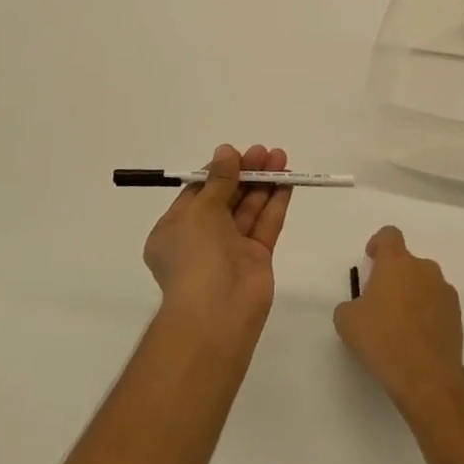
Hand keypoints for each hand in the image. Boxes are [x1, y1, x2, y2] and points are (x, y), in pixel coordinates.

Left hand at [142, 144, 290, 343]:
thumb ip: (218, 180)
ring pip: (248, 209)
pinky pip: (266, 224)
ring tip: (281, 157)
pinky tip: (287, 181)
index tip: (236, 154)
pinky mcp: (256, 258)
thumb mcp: (200, 210)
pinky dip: (275, 202)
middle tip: (264, 152)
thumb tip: (225, 152)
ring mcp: (230, 249)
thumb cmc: (195, 256)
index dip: (217, 172)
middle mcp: (201, 238)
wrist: (216, 312)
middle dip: (244, 173)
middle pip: (226, 198)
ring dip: (263, 183)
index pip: (197, 192)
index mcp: (175, 229)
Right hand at [334, 226, 463, 416]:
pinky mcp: (457, 315)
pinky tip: (416, 339)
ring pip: (424, 284)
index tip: (371, 260)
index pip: (389, 235)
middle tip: (380, 303)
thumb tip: (360, 307)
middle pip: (408, 262)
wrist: (426, 375)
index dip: (378, 244)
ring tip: (399, 325)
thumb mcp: (347, 321)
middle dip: (394, 277)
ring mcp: (445, 291)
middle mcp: (425, 269)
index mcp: (397, 263)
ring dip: (412, 295)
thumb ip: (351, 305)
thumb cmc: (382, 339)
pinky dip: (426, 314)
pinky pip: (437, 305)